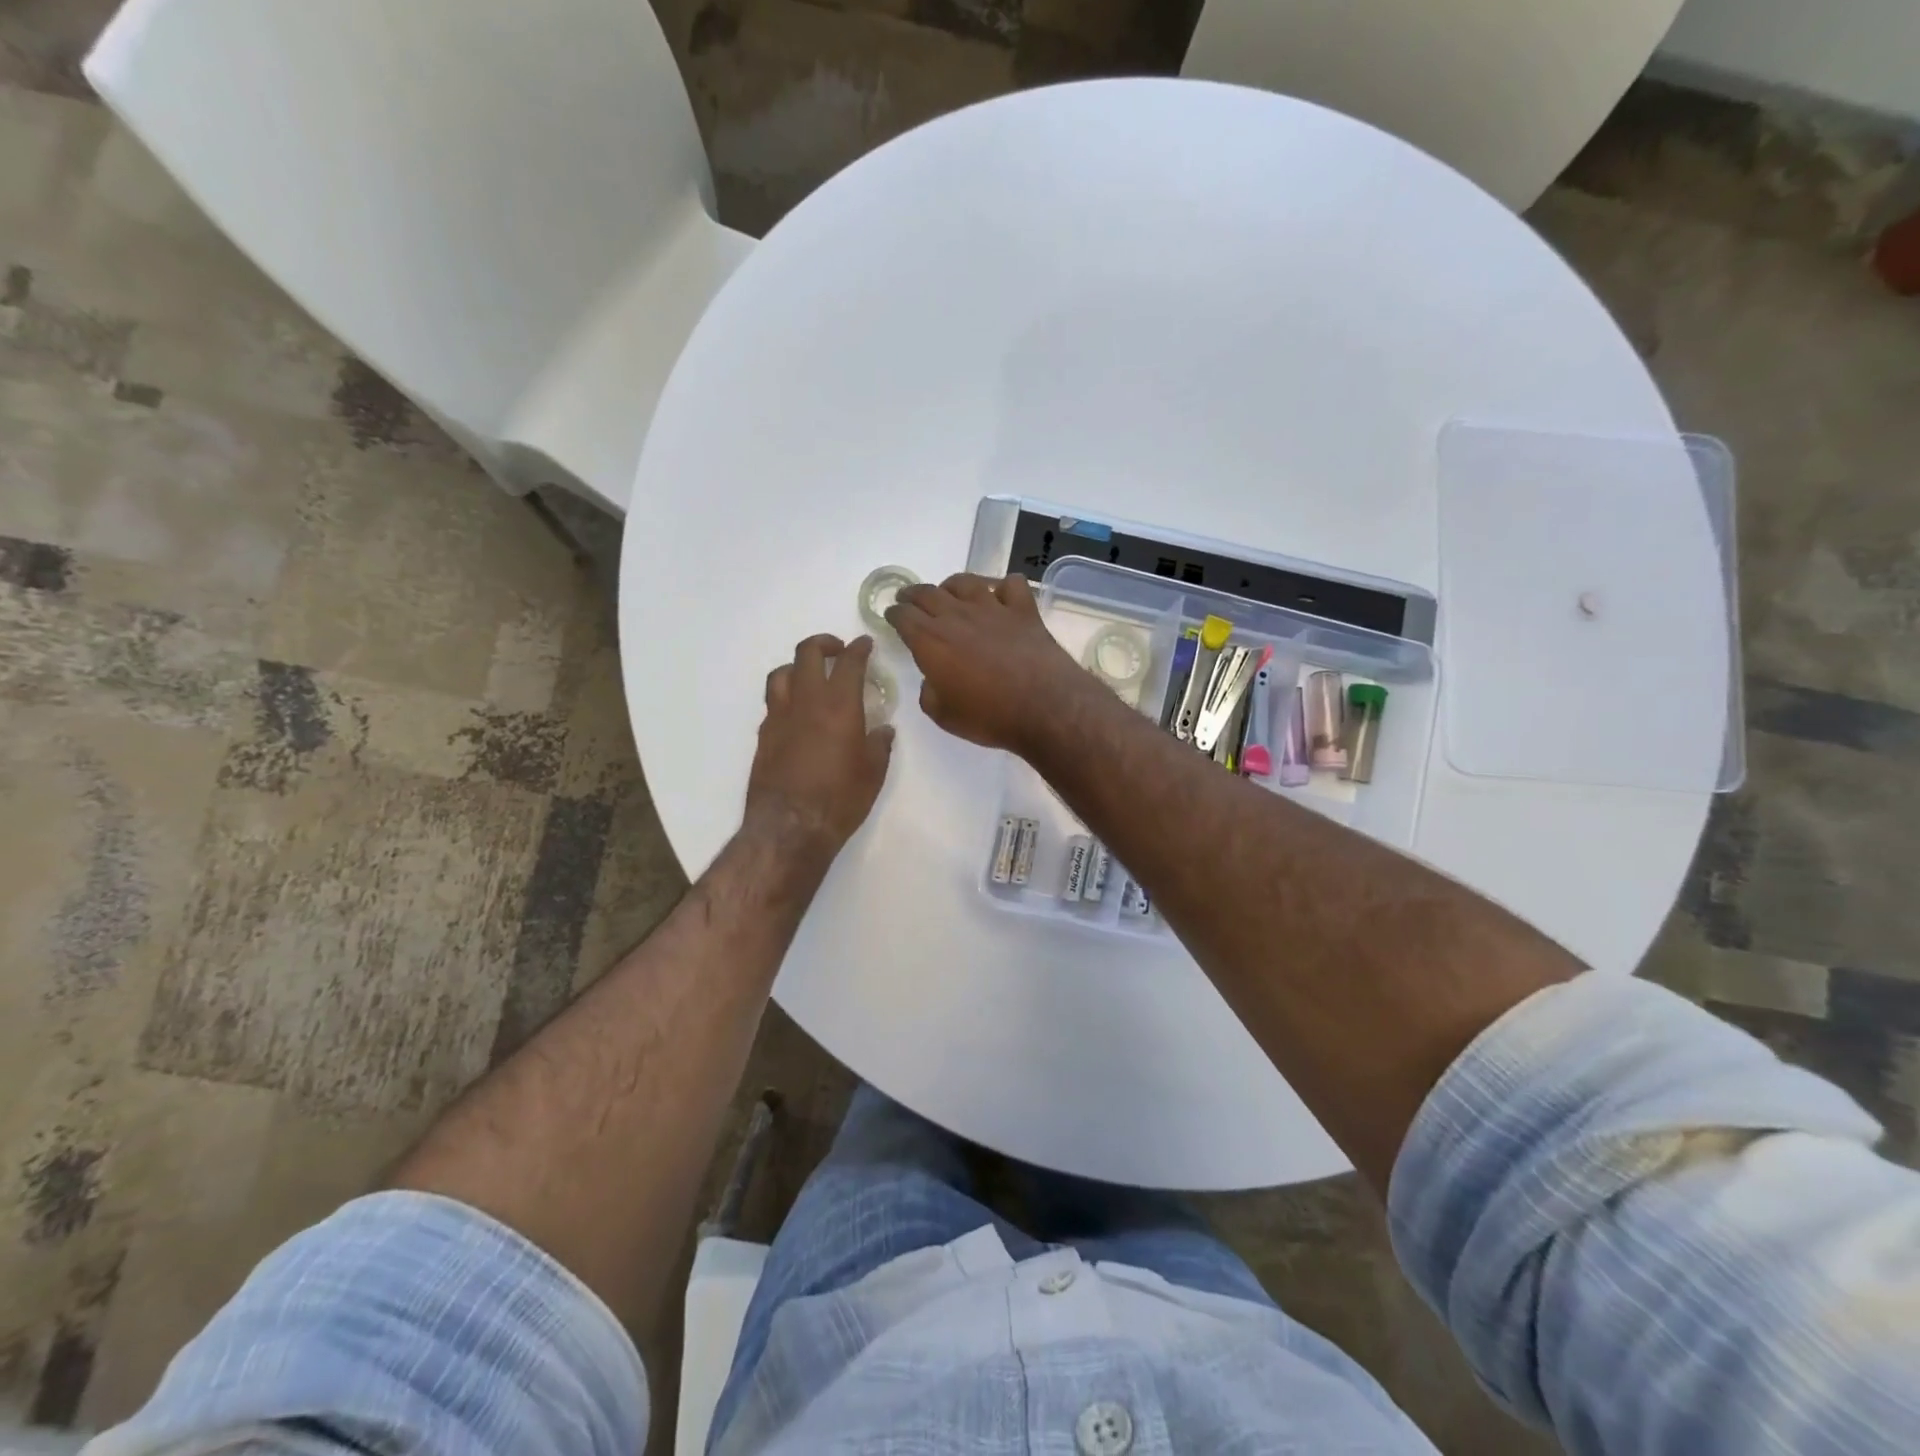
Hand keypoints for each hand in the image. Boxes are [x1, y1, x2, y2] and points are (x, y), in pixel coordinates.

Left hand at [745, 634, 894, 856]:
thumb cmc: (840, 799)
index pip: (849, 662)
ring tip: (810, 676)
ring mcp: (779, 716)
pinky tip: (797, 713)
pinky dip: (786, 697)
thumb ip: (879, 745)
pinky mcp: (764, 735)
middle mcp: (806, 701)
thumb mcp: (873, 773)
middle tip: (837, 651)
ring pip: (781, 673)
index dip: (858, 648)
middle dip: (824, 644)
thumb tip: (883, 730)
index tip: (865, 644)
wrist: (790, 827)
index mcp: (839, 705)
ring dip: (797, 666)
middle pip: (807, 654)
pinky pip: (773, 702)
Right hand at [884, 573, 1090, 754]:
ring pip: (965, 582)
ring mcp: (993, 608)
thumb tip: (933, 679)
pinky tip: (1001, 597)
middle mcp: (957, 616)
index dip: (894, 614)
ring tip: (948, 592)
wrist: (1044, 706)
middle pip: (928, 593)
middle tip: (908, 598)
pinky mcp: (1023, 610)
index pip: (903, 616)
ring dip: (951, 585)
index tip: (892, 616)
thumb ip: (929, 693)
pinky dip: (1002, 587)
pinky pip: (1010, 585)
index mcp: (931, 641)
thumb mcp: (944, 715)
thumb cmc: (989, 716)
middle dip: (913, 594)